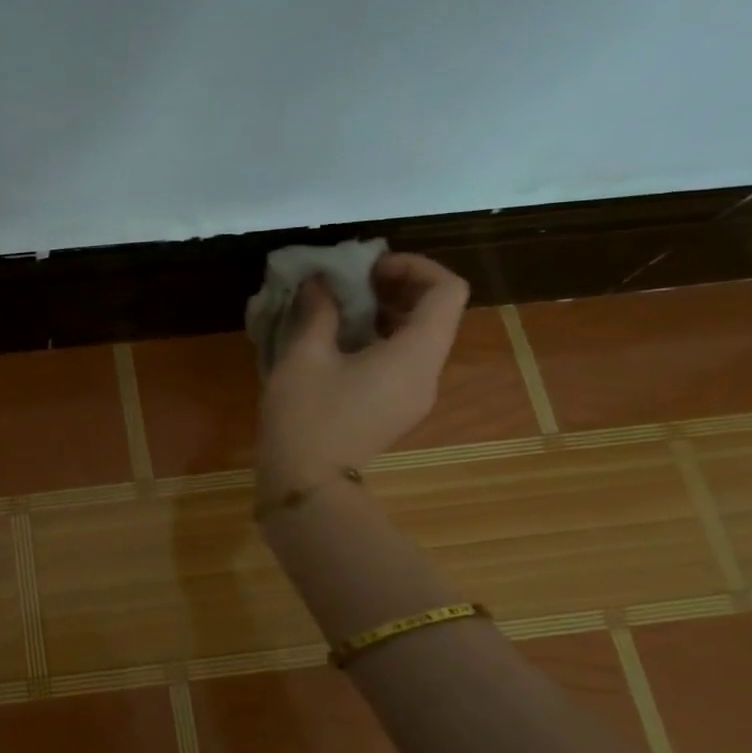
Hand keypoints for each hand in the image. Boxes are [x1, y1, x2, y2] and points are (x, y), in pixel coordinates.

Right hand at [257, 252, 469, 490]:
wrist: (306, 485)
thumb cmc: (305, 416)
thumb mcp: (303, 355)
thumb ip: (318, 310)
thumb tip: (320, 282)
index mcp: (415, 354)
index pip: (448, 291)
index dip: (415, 266)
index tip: (369, 268)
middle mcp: (427, 373)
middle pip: (437, 313)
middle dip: (398, 286)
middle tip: (351, 282)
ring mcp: (415, 395)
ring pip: (419, 337)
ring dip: (387, 312)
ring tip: (340, 308)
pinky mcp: (396, 409)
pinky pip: (403, 360)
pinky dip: (381, 338)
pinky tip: (339, 342)